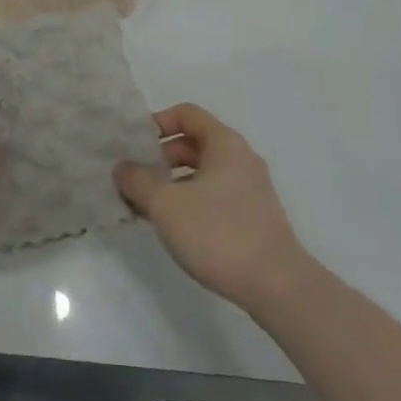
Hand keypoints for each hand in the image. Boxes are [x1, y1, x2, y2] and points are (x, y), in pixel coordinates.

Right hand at [115, 103, 310, 311]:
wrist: (278, 287)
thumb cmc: (219, 233)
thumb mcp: (166, 205)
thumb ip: (138, 181)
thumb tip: (121, 167)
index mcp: (224, 142)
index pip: (186, 113)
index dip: (157, 123)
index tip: (135, 145)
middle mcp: (241, 157)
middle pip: (194, 142)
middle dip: (161, 157)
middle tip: (136, 179)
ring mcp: (251, 187)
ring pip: (204, 172)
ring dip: (174, 182)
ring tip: (150, 207)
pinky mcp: (255, 216)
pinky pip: (216, 194)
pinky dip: (192, 200)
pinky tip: (176, 227)